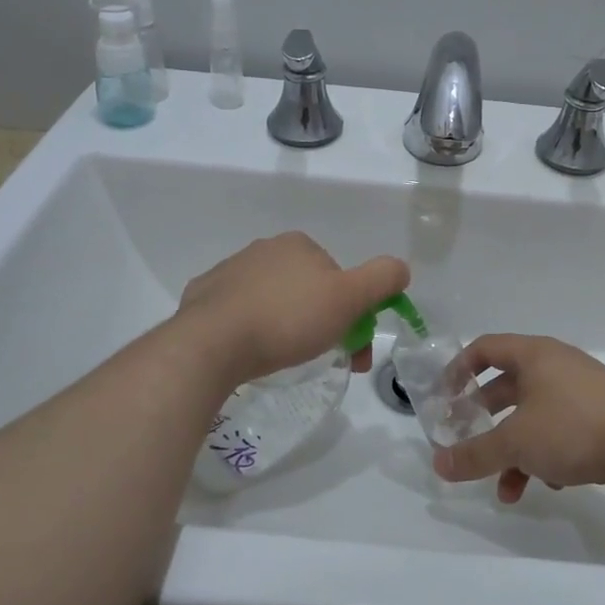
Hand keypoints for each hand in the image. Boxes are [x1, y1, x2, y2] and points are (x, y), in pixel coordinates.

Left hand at [178, 232, 408, 386]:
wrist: (212, 343)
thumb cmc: (288, 319)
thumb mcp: (349, 298)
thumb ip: (382, 279)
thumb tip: (401, 268)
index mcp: (299, 244)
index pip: (337, 277)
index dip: (352, 312)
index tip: (353, 349)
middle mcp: (263, 249)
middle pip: (306, 289)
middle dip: (321, 322)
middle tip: (323, 359)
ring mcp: (229, 271)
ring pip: (272, 299)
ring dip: (284, 324)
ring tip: (283, 359)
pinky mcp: (203, 296)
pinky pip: (237, 311)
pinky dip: (249, 328)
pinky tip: (249, 351)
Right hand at [431, 334, 604, 503]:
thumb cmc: (573, 428)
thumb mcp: (516, 442)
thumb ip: (475, 454)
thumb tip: (437, 464)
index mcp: (535, 355)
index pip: (485, 348)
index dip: (458, 369)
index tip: (444, 399)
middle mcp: (557, 366)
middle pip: (507, 386)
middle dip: (484, 419)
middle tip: (466, 442)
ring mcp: (582, 392)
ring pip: (533, 416)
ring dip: (514, 450)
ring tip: (505, 488)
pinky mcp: (601, 418)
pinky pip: (560, 431)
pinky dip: (545, 456)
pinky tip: (549, 486)